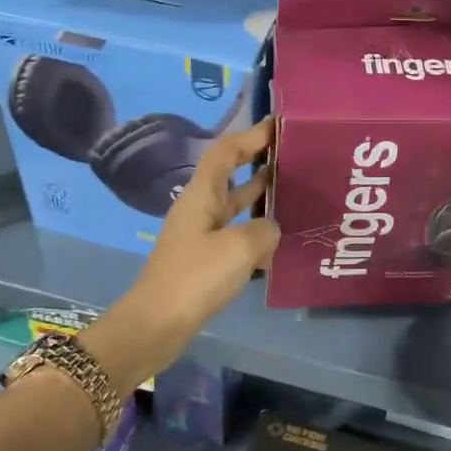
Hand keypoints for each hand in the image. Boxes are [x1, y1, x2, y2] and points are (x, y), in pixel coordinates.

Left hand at [112, 118, 278, 373]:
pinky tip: (279, 238)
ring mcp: (200, 236)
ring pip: (234, 206)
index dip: (249, 136)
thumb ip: (265, 230)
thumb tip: (271, 230)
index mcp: (201, 195)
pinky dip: (256, 230)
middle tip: (292, 156)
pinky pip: (235, 234)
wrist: (157, 324)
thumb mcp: (240, 248)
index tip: (276, 126)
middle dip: (258, 162)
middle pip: (229, 176)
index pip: (225, 152)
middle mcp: (199, 209)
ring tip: (293, 190)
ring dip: (260, 196)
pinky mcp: (204, 261)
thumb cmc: (196, 277)